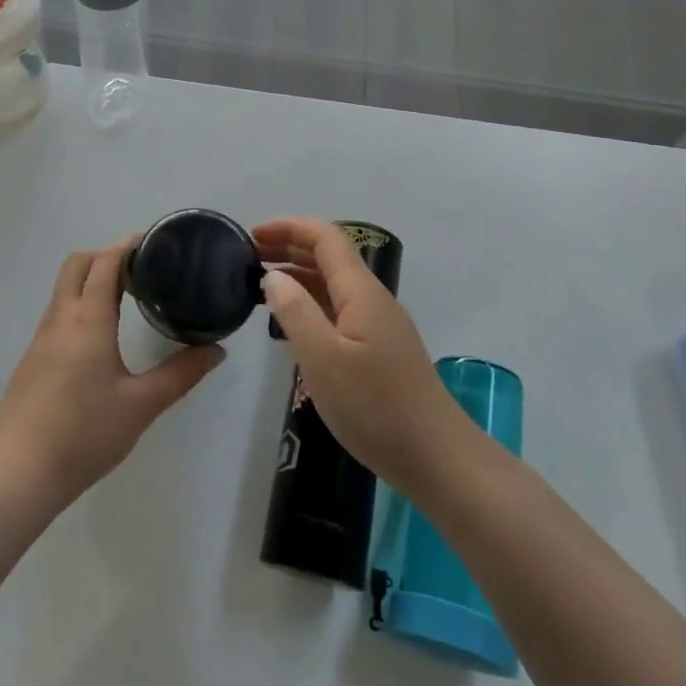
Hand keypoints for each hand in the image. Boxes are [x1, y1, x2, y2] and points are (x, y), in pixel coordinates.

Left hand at [0, 236, 224, 506]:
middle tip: (141, 269)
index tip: (154, 241)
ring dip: (91, 278)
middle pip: (77, 264)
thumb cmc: (84, 434)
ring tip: (125, 296)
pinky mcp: (32, 359)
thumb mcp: (141, 406)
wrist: (19, 473)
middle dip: (106, 255)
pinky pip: (57, 312)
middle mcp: (60, 319)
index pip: (105, 262)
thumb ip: (180, 375)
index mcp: (88, 320)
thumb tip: (216, 351)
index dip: (127, 245)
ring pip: (64, 288)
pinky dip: (79, 303)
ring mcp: (41, 338)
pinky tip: (99, 335)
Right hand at [255, 217, 473, 495]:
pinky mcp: (379, 349)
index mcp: (360, 291)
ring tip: (262, 284)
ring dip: (299, 274)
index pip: (325, 238)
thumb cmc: (375, 407)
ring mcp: (379, 324)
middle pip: (330, 256)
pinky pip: (339, 309)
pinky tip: (292, 322)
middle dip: (290, 247)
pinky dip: (311, 302)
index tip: (253, 235)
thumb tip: (273, 276)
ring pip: (334, 284)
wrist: (436, 458)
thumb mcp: (323, 359)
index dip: (289, 228)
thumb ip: (295, 311)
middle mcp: (372, 299)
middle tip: (249, 256)